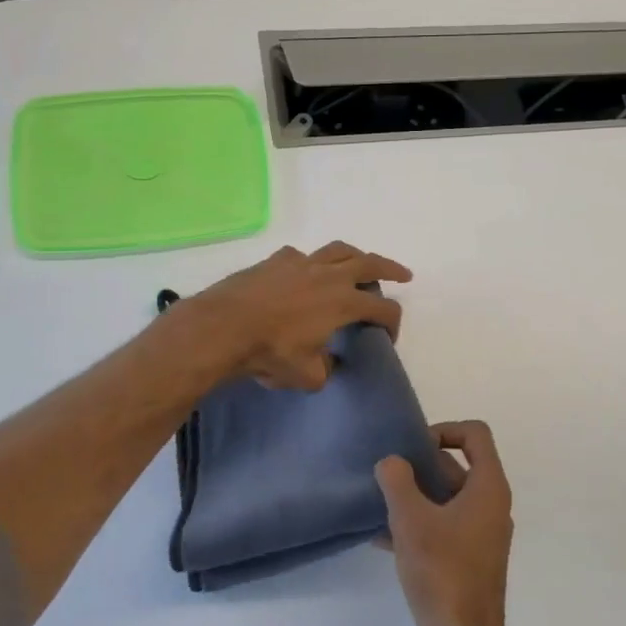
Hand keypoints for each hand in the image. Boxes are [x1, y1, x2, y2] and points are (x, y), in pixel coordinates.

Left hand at [177, 242, 411, 389]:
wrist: (223, 327)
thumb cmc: (269, 353)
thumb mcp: (306, 375)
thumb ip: (325, 368)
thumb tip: (327, 361)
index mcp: (343, 302)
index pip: (383, 307)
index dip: (393, 322)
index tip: (387, 337)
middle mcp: (328, 275)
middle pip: (369, 262)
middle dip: (390, 268)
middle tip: (402, 274)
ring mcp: (301, 262)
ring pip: (337, 249)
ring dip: (354, 255)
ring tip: (359, 261)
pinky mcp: (275, 260)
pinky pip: (300, 256)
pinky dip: (309, 263)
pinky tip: (304, 272)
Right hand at [376, 421, 516, 625]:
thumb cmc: (442, 573)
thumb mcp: (411, 520)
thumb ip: (397, 481)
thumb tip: (390, 462)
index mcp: (488, 488)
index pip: (475, 435)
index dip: (444, 430)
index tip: (414, 448)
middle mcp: (491, 507)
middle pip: (458, 466)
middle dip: (422, 466)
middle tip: (388, 474)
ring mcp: (482, 537)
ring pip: (447, 500)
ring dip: (415, 497)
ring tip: (379, 503)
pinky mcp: (469, 563)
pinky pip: (443, 528)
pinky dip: (418, 525)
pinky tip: (382, 539)